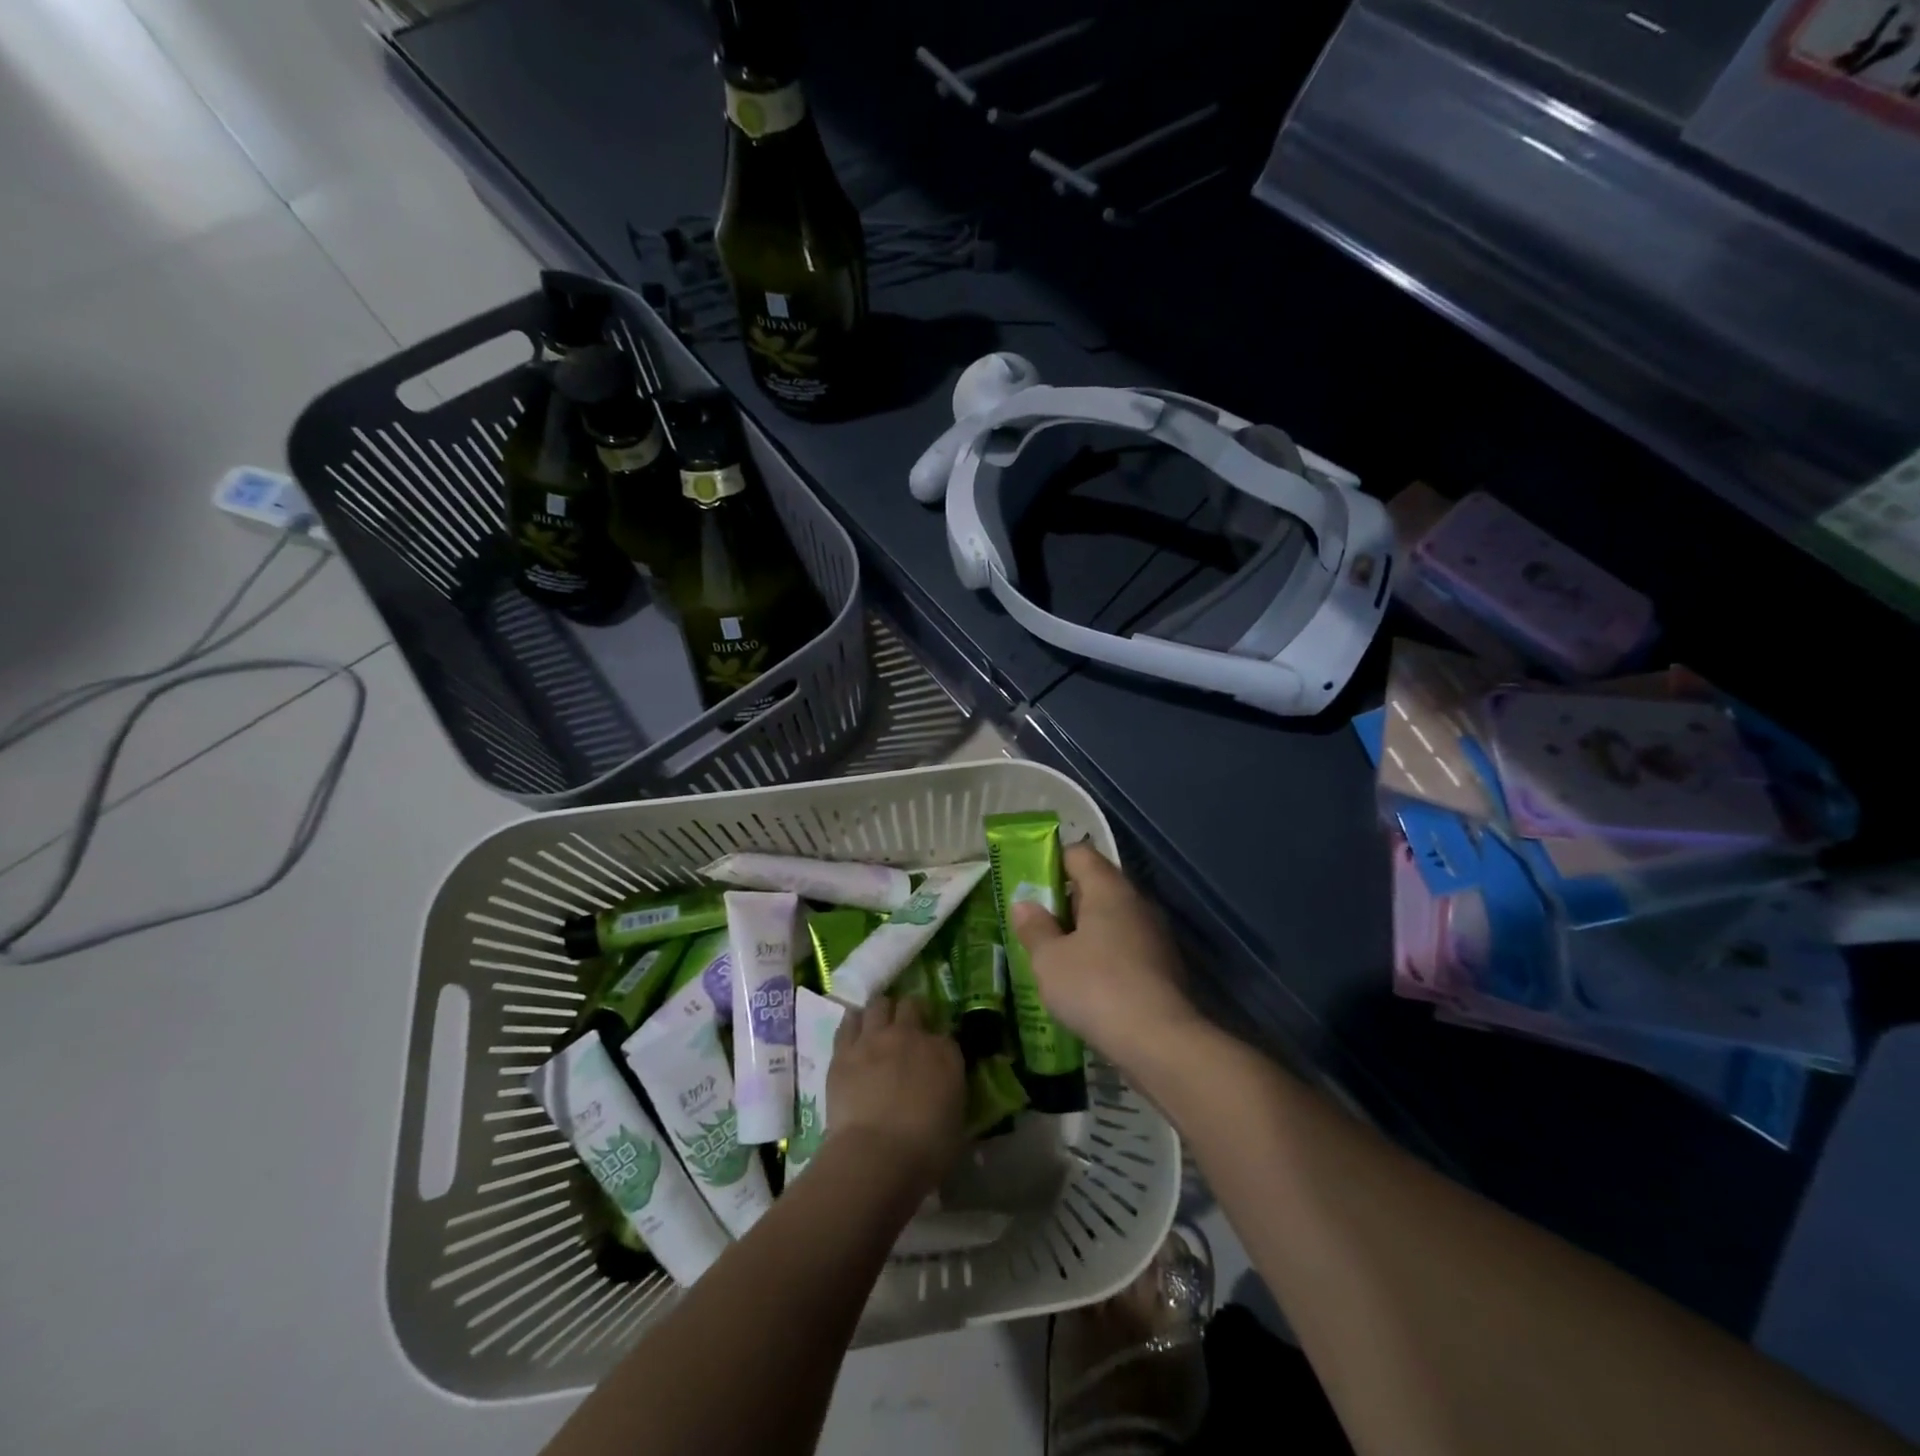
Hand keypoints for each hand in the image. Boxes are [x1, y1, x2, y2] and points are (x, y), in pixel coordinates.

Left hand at [825, 996, 965, 1195]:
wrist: (876, 1156)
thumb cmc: (925, 1151)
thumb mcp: (956, 1126)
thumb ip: (951, 1098)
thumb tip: (945, 1096)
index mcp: (945, 1054)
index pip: (946, 1035)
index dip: (939, 1044)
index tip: (935, 1056)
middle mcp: (911, 1035)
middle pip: (911, 1006)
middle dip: (910, 1013)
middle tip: (906, 1029)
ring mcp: (875, 1039)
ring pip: (878, 1004)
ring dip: (880, 1011)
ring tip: (878, 1025)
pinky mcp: (844, 1050)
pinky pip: (848, 1022)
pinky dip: (853, 1023)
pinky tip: (853, 1031)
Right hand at [1010, 844, 1203, 1075]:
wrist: (1161, 1042)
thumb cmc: (1096, 988)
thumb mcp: (1049, 960)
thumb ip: (1034, 928)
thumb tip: (1024, 904)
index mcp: (1109, 889)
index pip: (1079, 853)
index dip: (1052, 862)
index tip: (1029, 885)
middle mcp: (1136, 902)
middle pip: (1096, 885)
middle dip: (1065, 901)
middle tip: (1036, 924)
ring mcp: (1155, 934)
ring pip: (1112, 919)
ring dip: (1085, 932)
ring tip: (1056, 957)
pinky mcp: (1164, 965)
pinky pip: (1125, 946)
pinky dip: (1105, 955)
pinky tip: (1086, 983)